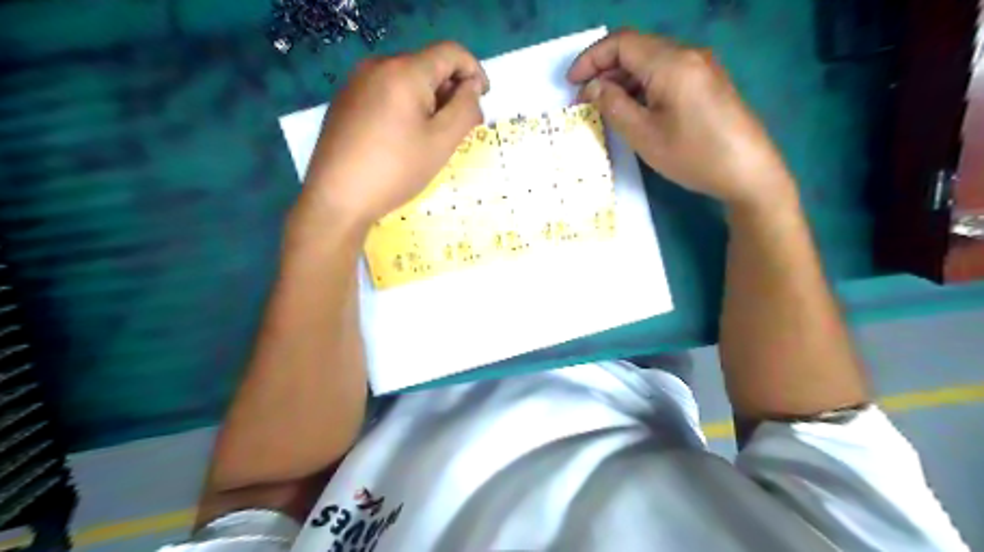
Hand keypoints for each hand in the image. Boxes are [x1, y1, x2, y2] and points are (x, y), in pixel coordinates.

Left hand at [295, 38, 488, 225]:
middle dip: (449, 90)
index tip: (482, 99)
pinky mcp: (345, 101)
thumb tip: (472, 87)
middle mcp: (377, 66)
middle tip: (455, 128)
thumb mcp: (442, 142)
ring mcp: (356, 82)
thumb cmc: (396, 170)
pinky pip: (385, 92)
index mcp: (404, 71)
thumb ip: (466, 109)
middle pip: (427, 65)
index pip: (451, 52)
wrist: (337, 198)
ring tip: (427, 138)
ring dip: (427, 100)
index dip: (474, 71)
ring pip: (405, 80)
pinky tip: (400, 138)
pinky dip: (404, 107)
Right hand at [569, 31, 788, 209]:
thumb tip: (593, 87)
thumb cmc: (693, 155)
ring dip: (623, 79)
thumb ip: (613, 105)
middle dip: (604, 70)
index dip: (590, 58)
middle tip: (583, 100)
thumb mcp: (644, 135)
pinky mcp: (707, 83)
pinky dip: (643, 86)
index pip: (621, 43)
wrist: (749, 172)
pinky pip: (667, 74)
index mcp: (671, 62)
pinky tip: (633, 109)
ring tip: (604, 107)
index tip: (571, 83)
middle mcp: (688, 55)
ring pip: (651, 62)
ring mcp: (701, 67)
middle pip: (636, 48)